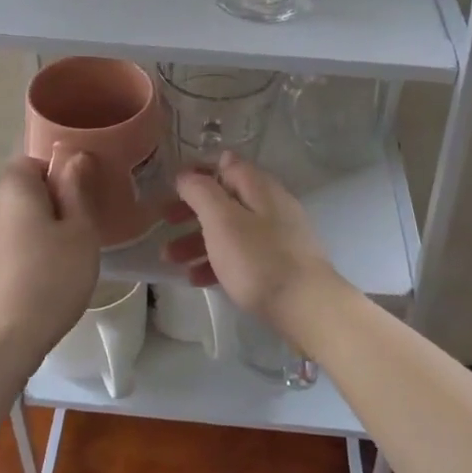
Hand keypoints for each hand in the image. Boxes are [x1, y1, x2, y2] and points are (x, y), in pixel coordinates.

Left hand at [0, 152, 100, 361]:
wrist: (7, 336)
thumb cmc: (53, 277)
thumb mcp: (80, 231)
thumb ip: (77, 189)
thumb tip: (74, 157)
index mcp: (14, 190)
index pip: (30, 161)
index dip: (55, 174)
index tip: (77, 200)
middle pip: (21, 190)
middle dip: (48, 202)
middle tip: (77, 230)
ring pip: (13, 219)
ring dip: (35, 228)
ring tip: (61, 257)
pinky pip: (4, 243)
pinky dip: (22, 250)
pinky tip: (40, 278)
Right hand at [161, 153, 340, 329]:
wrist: (307, 308)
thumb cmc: (259, 259)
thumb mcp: (222, 220)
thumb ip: (201, 192)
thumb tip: (187, 174)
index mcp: (259, 187)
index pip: (225, 164)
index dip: (197, 171)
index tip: (172, 186)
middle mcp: (270, 205)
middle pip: (224, 199)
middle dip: (191, 210)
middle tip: (163, 221)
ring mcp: (278, 236)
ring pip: (230, 229)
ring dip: (197, 240)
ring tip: (170, 259)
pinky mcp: (280, 264)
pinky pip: (242, 255)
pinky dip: (217, 261)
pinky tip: (197, 279)